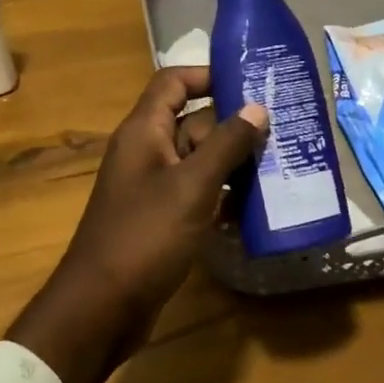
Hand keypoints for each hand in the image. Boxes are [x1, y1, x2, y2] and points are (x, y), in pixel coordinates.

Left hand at [7, 67, 266, 382]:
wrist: (102, 307)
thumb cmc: (145, 236)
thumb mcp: (192, 186)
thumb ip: (226, 144)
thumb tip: (257, 107)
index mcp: (144, 131)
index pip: (173, 83)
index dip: (207, 75)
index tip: (249, 82)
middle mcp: (147, 151)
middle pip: (193, 123)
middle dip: (234, 127)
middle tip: (282, 131)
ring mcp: (153, 187)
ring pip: (199, 161)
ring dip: (233, 164)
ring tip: (280, 166)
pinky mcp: (161, 218)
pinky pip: (196, 193)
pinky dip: (222, 196)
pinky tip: (255, 208)